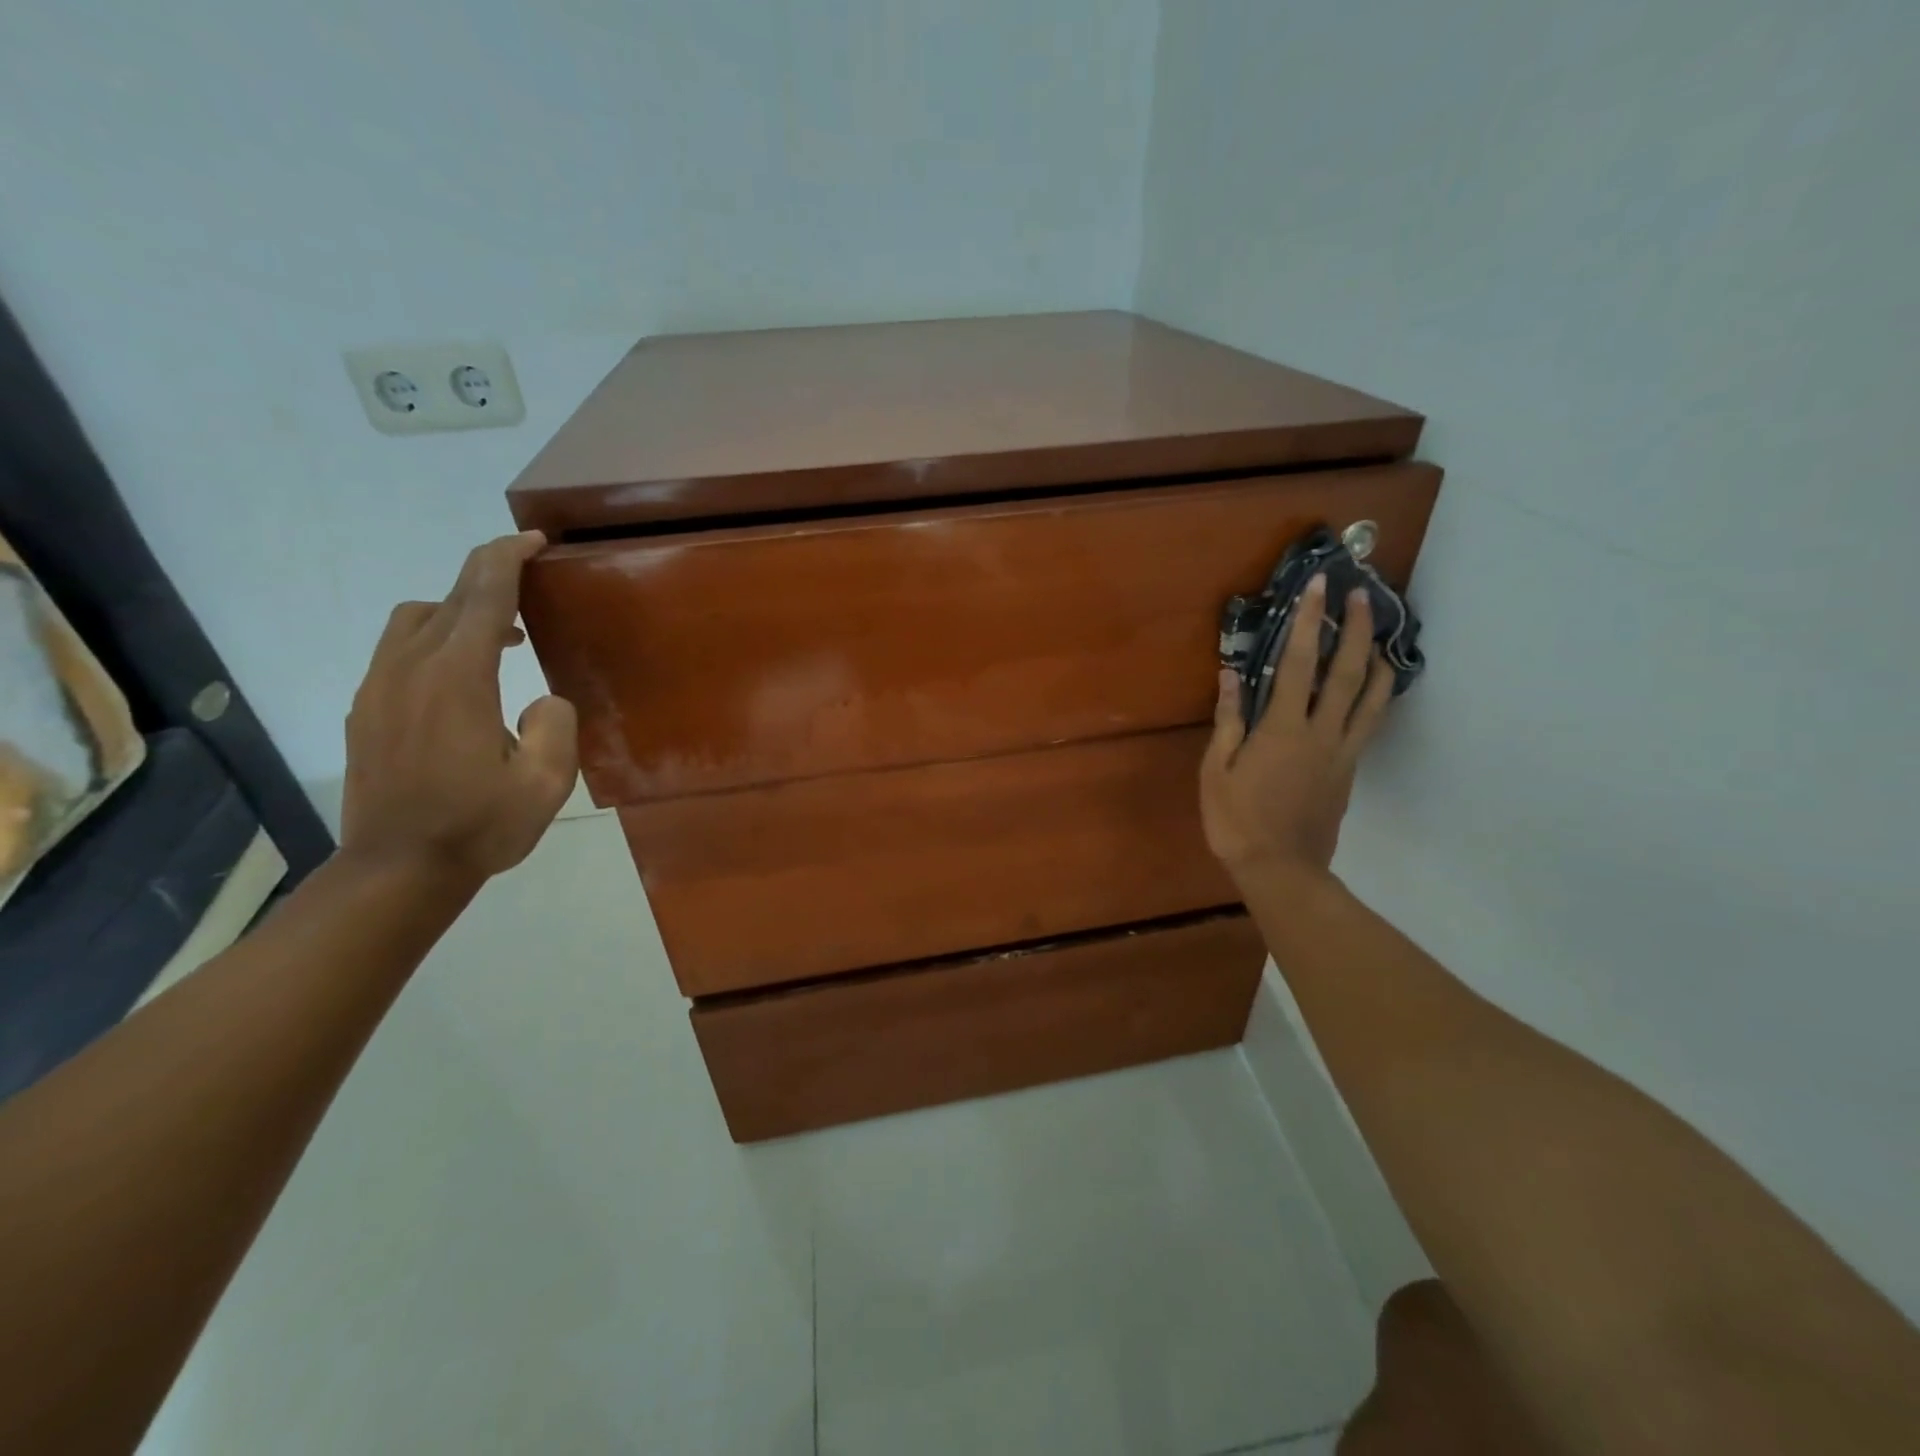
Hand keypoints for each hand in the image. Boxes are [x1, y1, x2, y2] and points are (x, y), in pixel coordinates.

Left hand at [341, 532, 578, 882]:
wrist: (397, 870)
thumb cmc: (479, 826)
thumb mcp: (547, 782)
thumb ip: (555, 725)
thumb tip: (539, 698)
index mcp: (458, 679)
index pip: (483, 597)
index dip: (507, 559)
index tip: (532, 540)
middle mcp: (410, 670)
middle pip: (448, 599)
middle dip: (488, 577)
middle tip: (528, 576)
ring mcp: (378, 688)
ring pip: (415, 619)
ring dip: (459, 611)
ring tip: (502, 636)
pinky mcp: (364, 710)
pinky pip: (399, 650)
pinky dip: (435, 639)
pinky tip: (463, 677)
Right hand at [1200, 574, 1394, 880]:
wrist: (1281, 869)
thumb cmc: (1236, 819)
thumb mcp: (1216, 770)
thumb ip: (1228, 720)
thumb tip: (1231, 675)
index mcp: (1283, 729)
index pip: (1297, 664)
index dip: (1308, 623)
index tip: (1318, 588)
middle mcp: (1321, 733)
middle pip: (1347, 673)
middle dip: (1357, 630)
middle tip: (1364, 596)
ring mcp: (1342, 753)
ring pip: (1372, 700)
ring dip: (1379, 661)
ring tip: (1383, 636)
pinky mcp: (1349, 772)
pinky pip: (1369, 725)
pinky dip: (1376, 698)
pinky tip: (1372, 689)